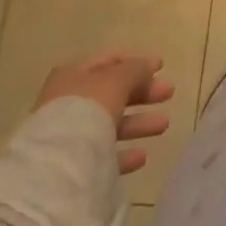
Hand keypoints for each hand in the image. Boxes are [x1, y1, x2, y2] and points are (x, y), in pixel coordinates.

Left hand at [33, 52, 173, 173]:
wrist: (56, 166)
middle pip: (112, 92)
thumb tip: (148, 65)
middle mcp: (69, 101)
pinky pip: (104, 154)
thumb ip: (135, 70)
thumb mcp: (116, 80)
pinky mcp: (73, 165)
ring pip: (110, 123)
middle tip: (169, 93)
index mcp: (74, 74)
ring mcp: (69, 135)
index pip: (108, 60)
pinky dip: (124, 152)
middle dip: (143, 92)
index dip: (135, 61)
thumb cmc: (87, 110)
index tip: (161, 66)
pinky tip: (142, 155)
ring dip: (139, 122)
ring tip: (164, 124)